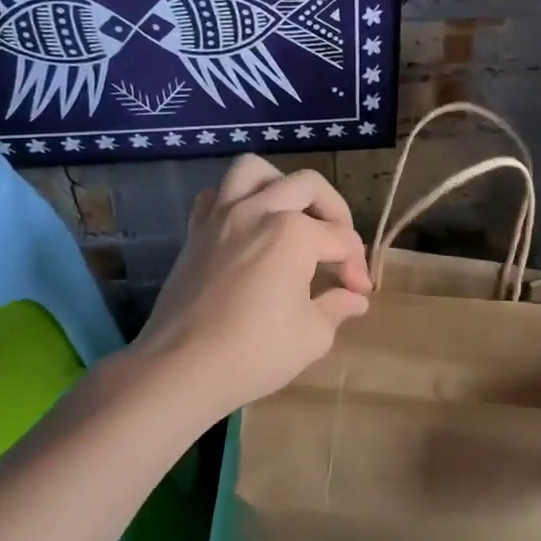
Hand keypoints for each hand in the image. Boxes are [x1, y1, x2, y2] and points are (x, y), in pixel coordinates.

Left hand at [132, 156, 372, 423]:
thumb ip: (338, 307)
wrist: (180, 369)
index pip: (341, 240)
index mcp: (293, 233)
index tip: (359, 292)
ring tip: (293, 214)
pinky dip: (236, 200)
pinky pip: (215, 195)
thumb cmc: (254, 353)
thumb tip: (354, 299)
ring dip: (282, 185)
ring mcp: (221, 216)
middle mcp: (259, 210)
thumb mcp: (312, 336)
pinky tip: (248, 226)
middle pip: (308, 187)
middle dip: (336, 214)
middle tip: (340, 248)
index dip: (356, 266)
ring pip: (254, 171)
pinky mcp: (196, 232)